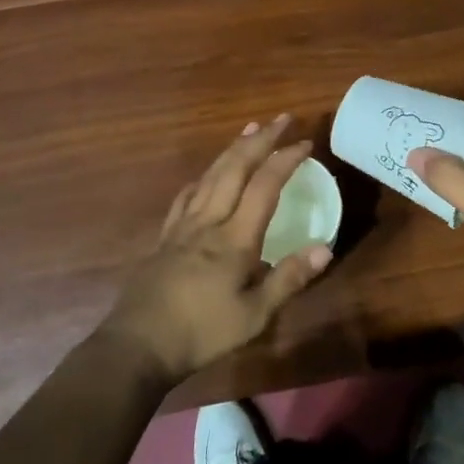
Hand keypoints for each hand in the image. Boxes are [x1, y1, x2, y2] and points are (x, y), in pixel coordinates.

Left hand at [100, 115, 331, 383]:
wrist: (138, 345)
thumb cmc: (201, 332)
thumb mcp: (254, 315)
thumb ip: (289, 279)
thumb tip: (326, 248)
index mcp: (235, 238)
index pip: (265, 186)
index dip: (285, 160)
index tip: (304, 142)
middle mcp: (209, 221)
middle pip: (235, 168)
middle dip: (260, 140)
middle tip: (280, 119)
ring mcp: (183, 226)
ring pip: (210, 175)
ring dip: (232, 149)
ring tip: (248, 130)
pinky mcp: (165, 237)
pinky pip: (186, 196)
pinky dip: (202, 177)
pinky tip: (205, 176)